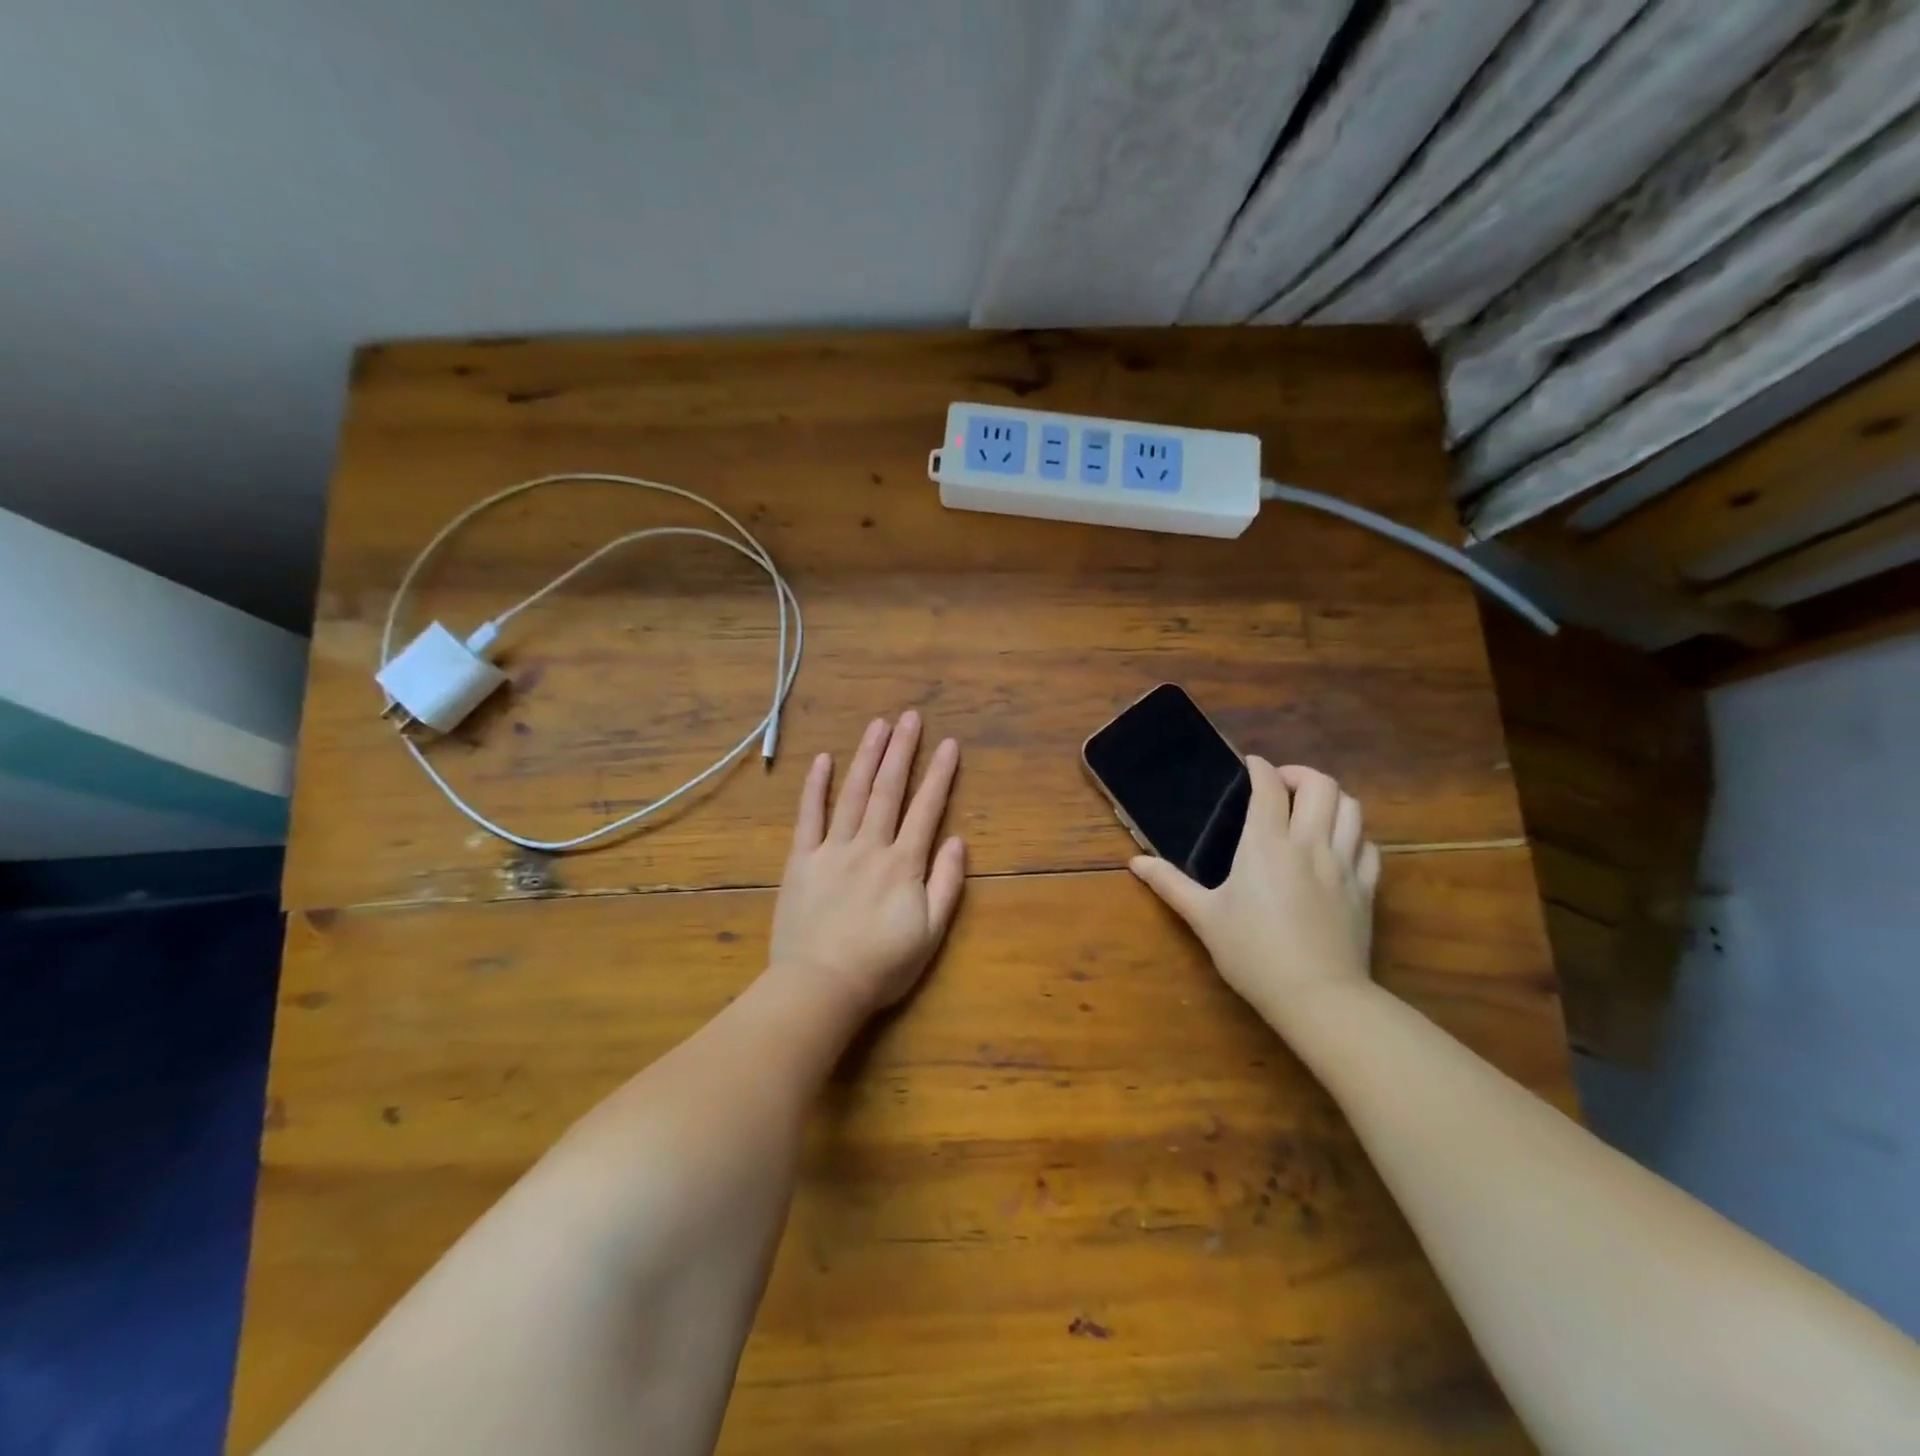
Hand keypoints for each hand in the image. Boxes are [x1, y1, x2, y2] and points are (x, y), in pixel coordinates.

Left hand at [769, 712, 966, 1016]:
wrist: (821, 986)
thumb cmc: (882, 965)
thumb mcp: (930, 932)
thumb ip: (946, 884)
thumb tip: (957, 840)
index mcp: (903, 863)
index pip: (926, 808)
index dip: (939, 774)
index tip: (948, 744)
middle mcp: (870, 846)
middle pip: (888, 790)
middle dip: (902, 750)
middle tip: (910, 717)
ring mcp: (832, 849)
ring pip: (853, 793)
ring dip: (867, 756)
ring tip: (878, 725)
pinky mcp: (802, 860)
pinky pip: (809, 816)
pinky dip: (816, 786)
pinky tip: (824, 759)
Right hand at [1130, 758, 1379, 1022]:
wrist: (1316, 995)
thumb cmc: (1252, 953)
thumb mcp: (1204, 917)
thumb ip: (1170, 884)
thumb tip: (1135, 863)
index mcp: (1266, 844)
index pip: (1268, 787)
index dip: (1259, 768)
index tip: (1249, 765)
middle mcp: (1309, 844)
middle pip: (1321, 786)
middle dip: (1300, 775)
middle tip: (1280, 787)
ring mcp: (1343, 865)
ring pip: (1352, 809)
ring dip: (1331, 799)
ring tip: (1310, 810)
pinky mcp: (1365, 889)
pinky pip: (1369, 846)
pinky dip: (1354, 834)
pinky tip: (1338, 846)